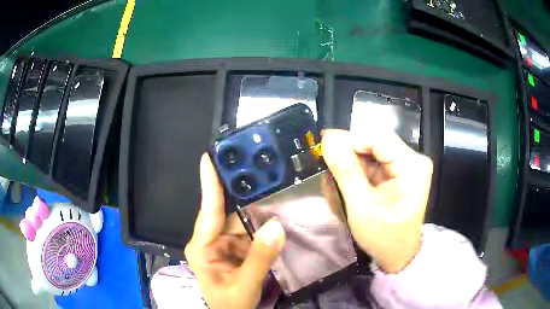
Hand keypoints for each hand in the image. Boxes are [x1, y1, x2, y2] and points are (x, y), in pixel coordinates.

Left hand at [184, 154, 285, 308]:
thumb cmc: (231, 304)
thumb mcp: (243, 285)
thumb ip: (259, 258)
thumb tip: (275, 226)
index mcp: (202, 248)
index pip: (207, 211)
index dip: (209, 183)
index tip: (209, 157)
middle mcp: (211, 240)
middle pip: (229, 212)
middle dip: (245, 194)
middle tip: (261, 169)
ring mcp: (225, 243)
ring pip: (243, 220)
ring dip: (259, 211)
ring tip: (275, 191)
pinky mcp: (238, 248)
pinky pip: (251, 230)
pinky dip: (263, 224)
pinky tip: (276, 214)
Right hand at [321, 129, 432, 272]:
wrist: (398, 253)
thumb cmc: (382, 237)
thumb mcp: (361, 208)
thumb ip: (346, 172)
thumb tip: (328, 139)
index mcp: (412, 167)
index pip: (379, 138)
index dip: (350, 140)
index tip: (325, 150)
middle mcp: (414, 159)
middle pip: (376, 140)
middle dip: (350, 153)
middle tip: (329, 169)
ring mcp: (408, 163)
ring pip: (373, 149)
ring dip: (352, 162)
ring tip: (337, 182)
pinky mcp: (400, 169)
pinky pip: (374, 159)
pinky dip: (359, 169)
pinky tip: (349, 184)